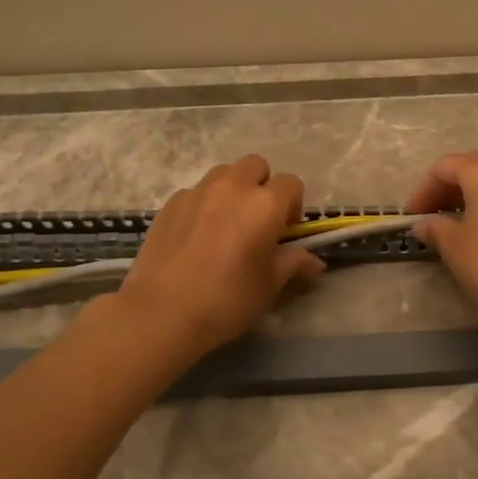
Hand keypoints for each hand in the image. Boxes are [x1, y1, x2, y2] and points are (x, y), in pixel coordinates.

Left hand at [114, 155, 324, 352]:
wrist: (162, 312)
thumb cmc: (227, 299)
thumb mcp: (269, 286)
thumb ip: (294, 265)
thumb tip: (315, 263)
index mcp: (264, 204)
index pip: (291, 183)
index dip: (293, 205)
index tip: (285, 232)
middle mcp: (232, 188)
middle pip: (256, 166)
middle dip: (262, 186)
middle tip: (257, 221)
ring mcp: (197, 192)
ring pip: (223, 174)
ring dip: (233, 190)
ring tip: (226, 224)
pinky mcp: (169, 204)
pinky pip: (195, 192)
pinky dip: (203, 204)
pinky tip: (196, 236)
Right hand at [406, 153, 477, 333]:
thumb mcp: (454, 246)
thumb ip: (435, 228)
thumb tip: (425, 224)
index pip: (445, 168)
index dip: (423, 189)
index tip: (411, 215)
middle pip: (470, 168)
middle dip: (445, 189)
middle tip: (428, 216)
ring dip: (467, 197)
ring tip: (450, 223)